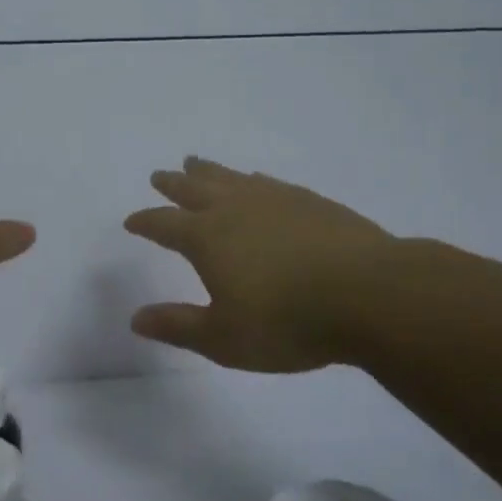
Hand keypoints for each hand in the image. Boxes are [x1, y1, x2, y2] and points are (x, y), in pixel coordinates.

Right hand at [123, 156, 401, 371]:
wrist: (369, 294)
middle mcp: (235, 209)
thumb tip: (136, 318)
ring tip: (196, 162)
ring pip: (231, 177)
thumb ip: (178, 326)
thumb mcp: (223, 338)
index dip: (145, 222)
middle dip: (173, 184)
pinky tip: (256, 180)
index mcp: (207, 238)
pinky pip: (268, 182)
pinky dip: (251, 179)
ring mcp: (275, 199)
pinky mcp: (310, 201)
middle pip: (194, 189)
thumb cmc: (287, 322)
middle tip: (159, 175)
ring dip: (208, 171)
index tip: (131, 221)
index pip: (164, 224)